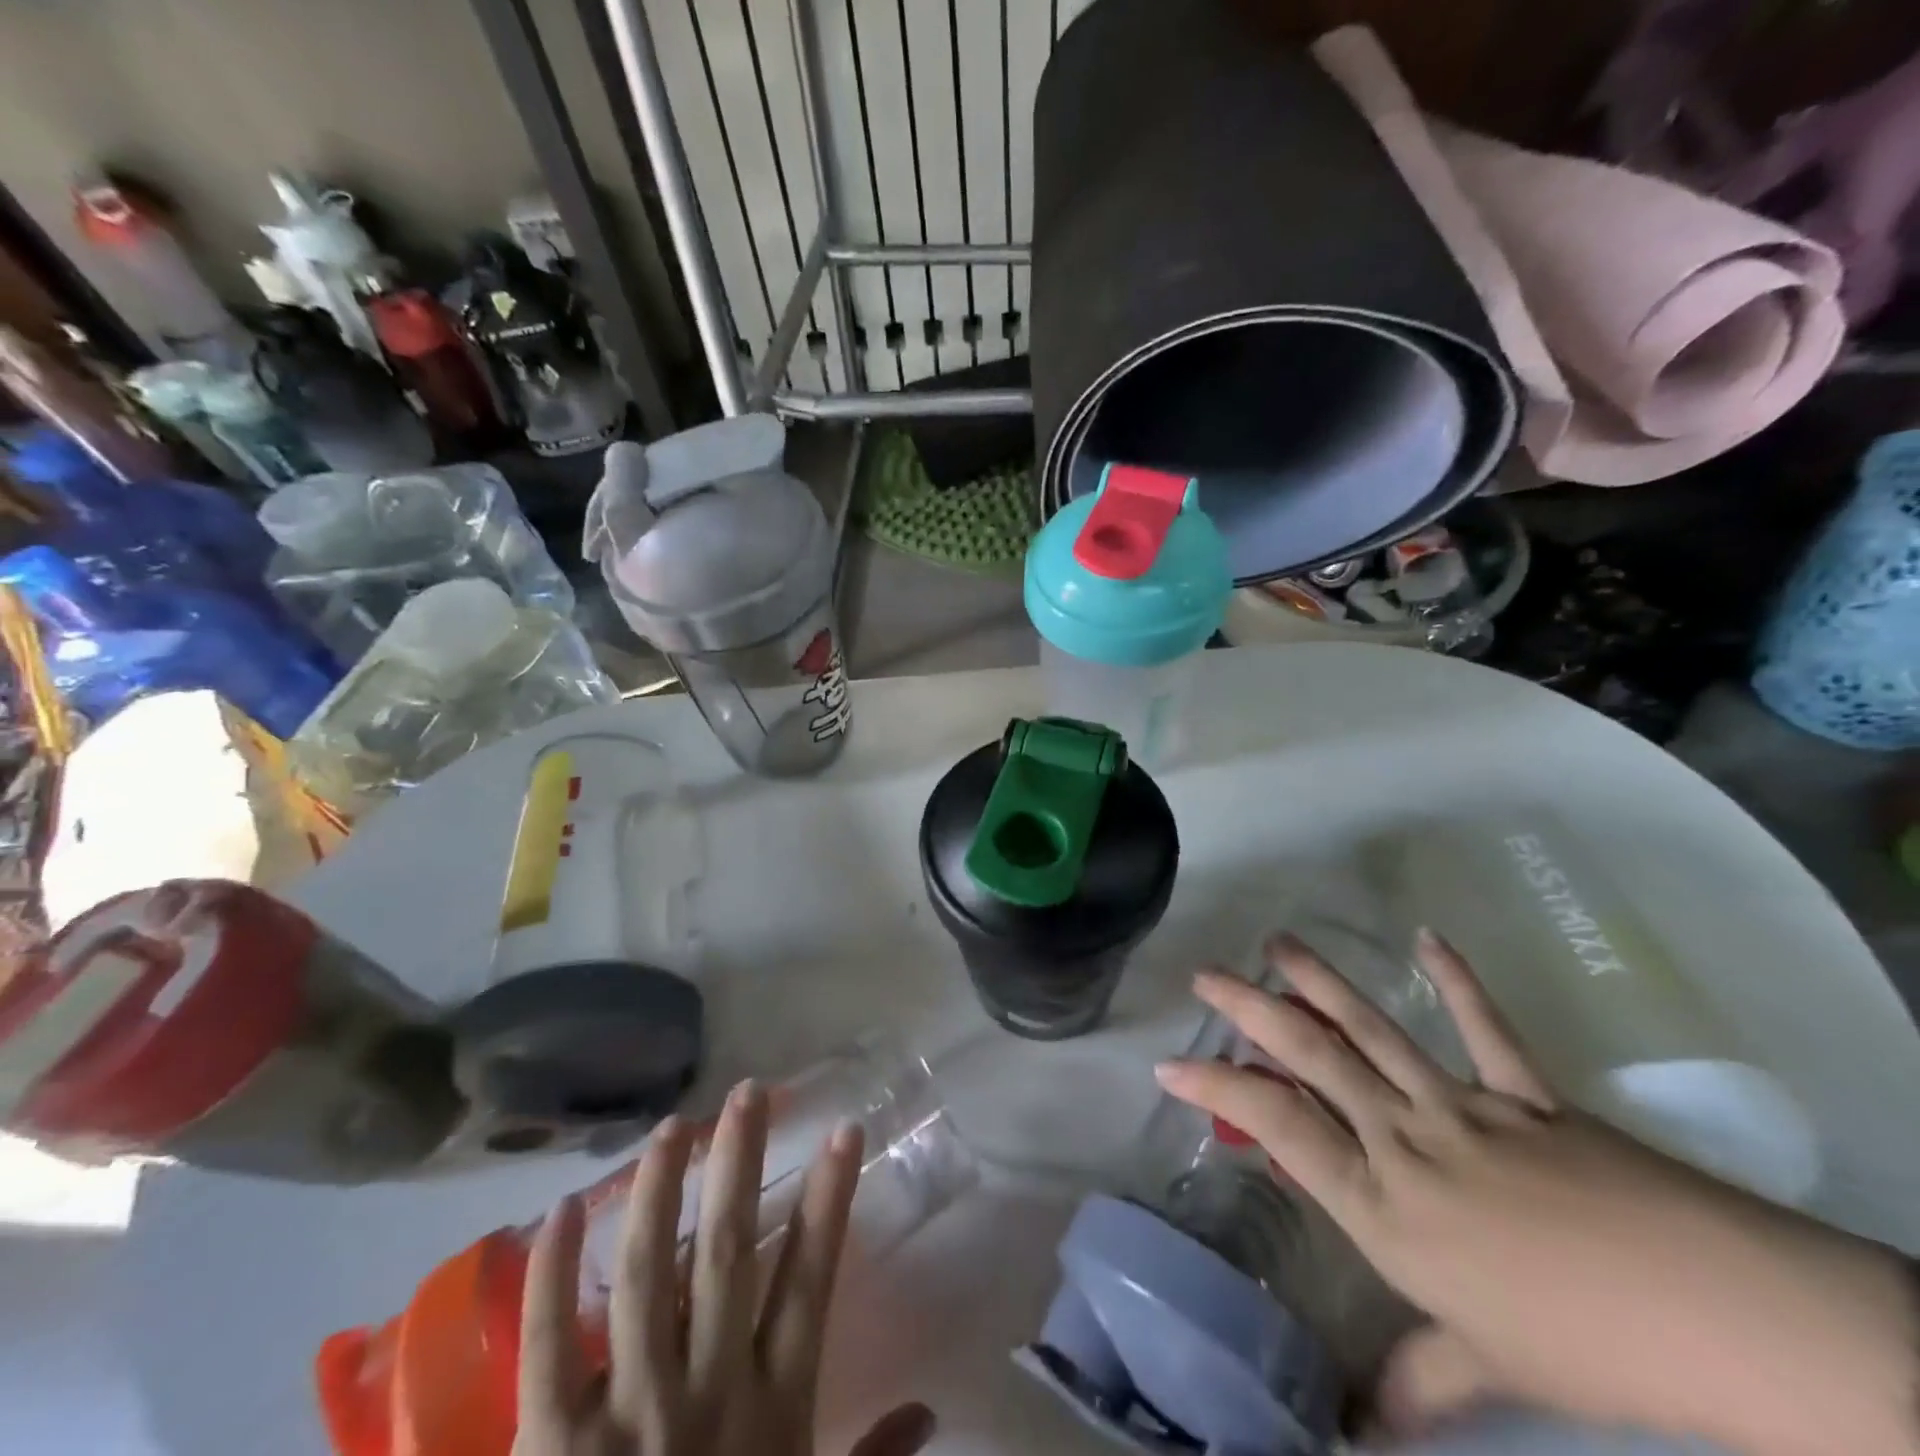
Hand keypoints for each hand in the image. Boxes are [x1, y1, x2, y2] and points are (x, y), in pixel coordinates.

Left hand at [514, 1080, 935, 1455]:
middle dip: (738, 1165)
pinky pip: (546, 1347)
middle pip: (725, 1252)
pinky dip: (552, 1275)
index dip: (829, 1200)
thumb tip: (930, 1411)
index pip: (809, 1278)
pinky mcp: (552, 1446)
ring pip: (644, 1274)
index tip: (844, 1131)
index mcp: (771, 1406)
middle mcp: (705, 1391)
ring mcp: (626, 1414)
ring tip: (672, 1126)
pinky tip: (559, 1210)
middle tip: (747, 1093)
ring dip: (657, 1191)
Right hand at [1154, 931, 1918, 1455]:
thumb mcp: (1487, 1365)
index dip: (1218, 1088)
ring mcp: (1462, 1107)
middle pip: (1312, 1059)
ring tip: (1279, 944)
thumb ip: (1417, 1381)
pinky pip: (1483, 1027)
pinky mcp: (1522, 1091)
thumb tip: (1359, 1433)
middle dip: (1250, 1011)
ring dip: (1320, 983)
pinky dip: (1454, 980)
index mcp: (1384, 1206)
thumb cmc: (1584, 1345)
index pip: (1277, 1128)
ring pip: (1372, 1031)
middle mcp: (1405, 1141)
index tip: (1171, 1064)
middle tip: (1207, 975)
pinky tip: (1427, 939)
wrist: (1720, 1316)